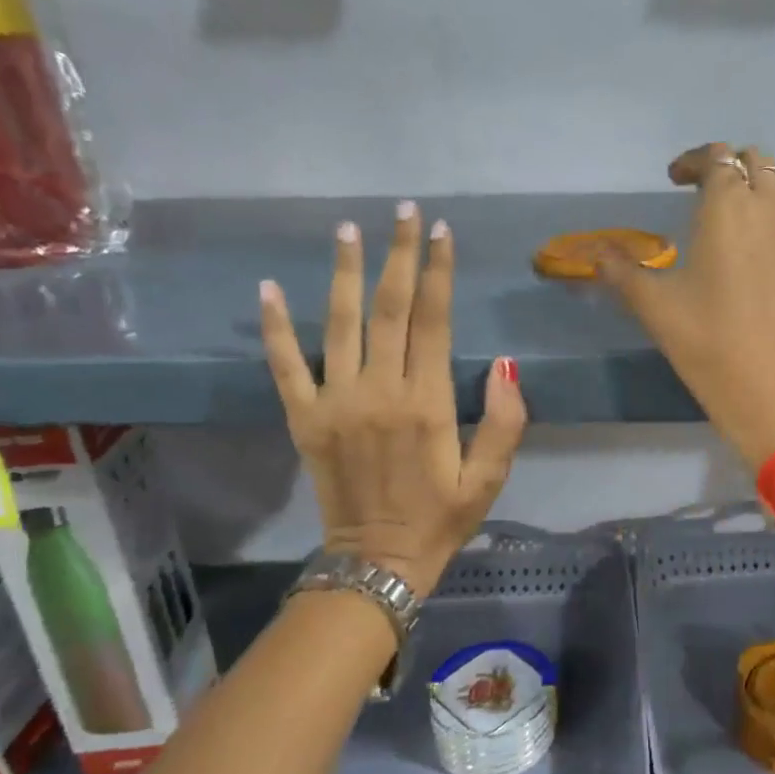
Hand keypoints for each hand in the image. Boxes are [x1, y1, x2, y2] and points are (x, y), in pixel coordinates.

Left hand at [260, 203, 526, 598]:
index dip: (439, 273)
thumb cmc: (441, 519)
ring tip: (348, 229)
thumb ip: (504, 423)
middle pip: (389, 309)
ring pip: (339, 323)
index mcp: (426, 403)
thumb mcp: (488, 479)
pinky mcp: (304, 418)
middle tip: (403, 211)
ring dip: (344, 272)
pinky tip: (268, 287)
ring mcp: (335, 402)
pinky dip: (275, 327)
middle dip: (398, 256)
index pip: (434, 322)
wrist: (378, 562)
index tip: (441, 233)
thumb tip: (506, 365)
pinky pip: (285, 365)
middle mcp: (378, 391)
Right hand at [598, 146, 774, 466]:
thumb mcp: (654, 307)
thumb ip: (621, 272)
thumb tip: (595, 254)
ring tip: (758, 201)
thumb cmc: (709, 346)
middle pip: (757, 159)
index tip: (676, 180)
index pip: (716, 157)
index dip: (693, 162)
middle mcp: (773, 202)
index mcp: (728, 205)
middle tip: (708, 195)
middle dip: (729, 167)